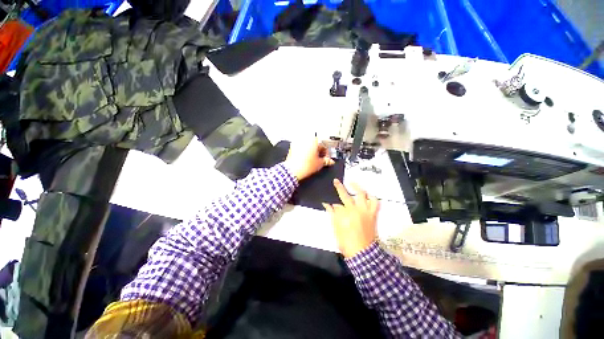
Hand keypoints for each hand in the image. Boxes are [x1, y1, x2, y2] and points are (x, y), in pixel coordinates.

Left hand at [284, 138, 334, 180]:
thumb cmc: (306, 166)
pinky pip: (301, 147)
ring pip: (308, 145)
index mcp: (314, 140)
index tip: (326, 158)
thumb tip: (330, 161)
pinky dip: (305, 151)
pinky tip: (306, 158)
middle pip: (316, 143)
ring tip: (313, 159)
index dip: (326, 152)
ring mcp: (298, 141)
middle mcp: (306, 138)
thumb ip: (326, 161)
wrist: (292, 170)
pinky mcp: (292, 146)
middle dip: (319, 151)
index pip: (324, 145)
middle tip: (320, 159)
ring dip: (312, 150)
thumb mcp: (319, 164)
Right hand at [323, 179, 379, 257]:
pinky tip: (368, 195)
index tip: (329, 193)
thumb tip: (327, 204)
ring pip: (363, 195)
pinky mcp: (372, 214)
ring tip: (353, 183)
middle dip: (341, 187)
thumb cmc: (346, 241)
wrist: (362, 252)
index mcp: (345, 214)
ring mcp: (365, 211)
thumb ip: (332, 214)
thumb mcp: (336, 228)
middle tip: (337, 181)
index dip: (333, 199)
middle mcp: (355, 209)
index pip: (337, 203)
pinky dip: (372, 197)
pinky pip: (375, 203)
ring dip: (357, 188)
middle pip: (347, 195)